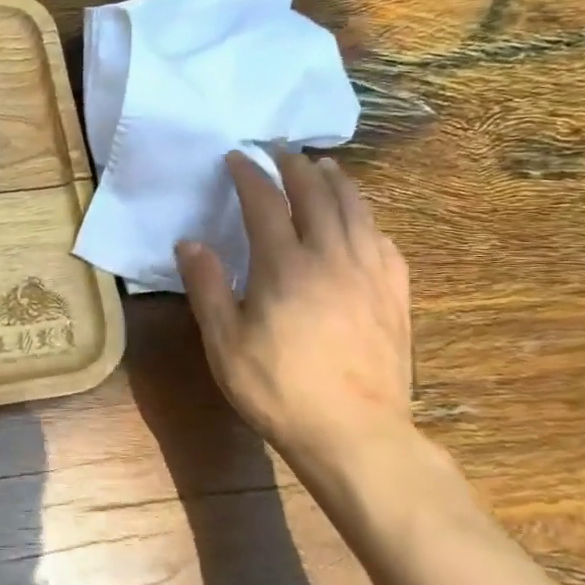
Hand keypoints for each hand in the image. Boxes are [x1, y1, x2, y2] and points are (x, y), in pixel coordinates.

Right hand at [176, 151, 415, 486]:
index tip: (236, 157)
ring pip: (356, 209)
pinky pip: (383, 239)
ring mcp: (370, 273)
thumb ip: (207, 286)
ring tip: (323, 166)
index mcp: (285, 265)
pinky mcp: (394, 294)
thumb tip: (189, 242)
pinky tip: (362, 220)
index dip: (249, 174)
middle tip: (279, 149)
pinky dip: (368, 218)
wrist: (355, 435)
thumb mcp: (224, 342)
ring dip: (336, 181)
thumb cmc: (278, 388)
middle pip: (316, 194)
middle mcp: (331, 256)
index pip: (265, 202)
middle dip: (294, 165)